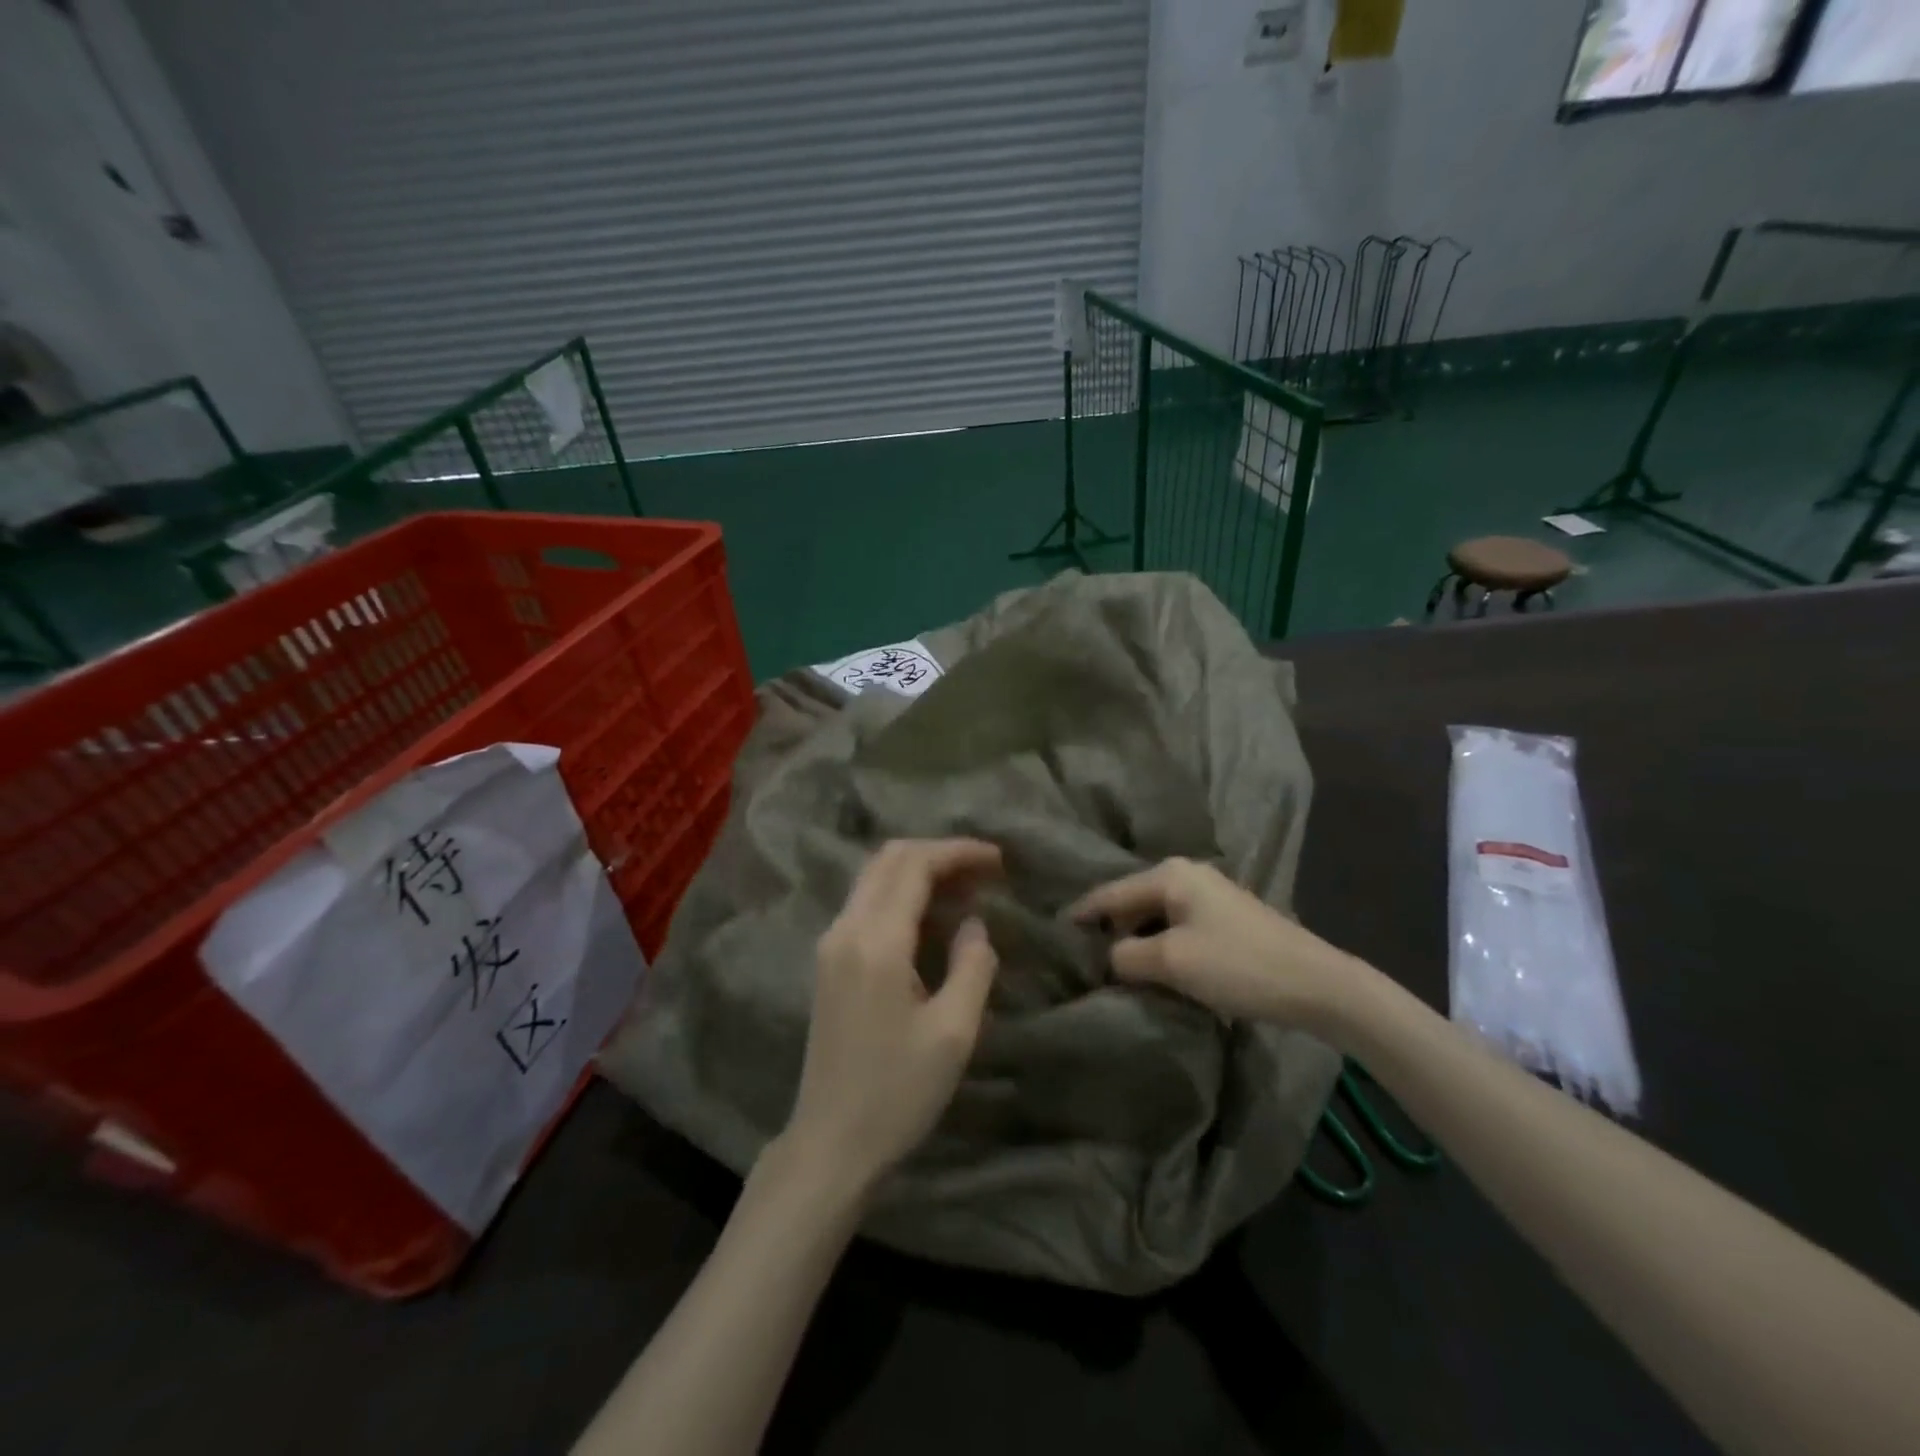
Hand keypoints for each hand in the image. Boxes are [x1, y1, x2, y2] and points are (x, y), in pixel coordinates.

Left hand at [782, 838, 1003, 1192]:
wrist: (831, 1142)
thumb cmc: (897, 1093)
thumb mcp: (953, 1033)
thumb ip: (972, 966)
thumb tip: (974, 924)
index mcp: (875, 942)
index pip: (915, 866)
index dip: (958, 853)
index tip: (998, 860)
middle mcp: (845, 929)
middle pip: (889, 859)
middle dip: (938, 854)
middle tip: (984, 871)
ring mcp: (831, 944)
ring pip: (874, 878)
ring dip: (918, 871)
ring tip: (965, 890)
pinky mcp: (828, 962)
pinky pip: (866, 903)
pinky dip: (901, 894)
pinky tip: (931, 918)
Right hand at [1069, 857, 1366, 1030]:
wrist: (1317, 984)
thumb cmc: (1238, 965)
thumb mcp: (1172, 962)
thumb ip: (1127, 956)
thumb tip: (1108, 957)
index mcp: (1170, 874)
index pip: (1110, 893)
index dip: (1082, 915)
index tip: (1054, 933)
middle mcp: (1186, 874)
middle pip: (1131, 901)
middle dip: (1109, 928)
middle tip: (1082, 958)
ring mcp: (1208, 895)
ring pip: (1154, 915)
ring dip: (1135, 940)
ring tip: (1112, 967)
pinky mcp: (1224, 918)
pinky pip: (1175, 926)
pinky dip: (1159, 944)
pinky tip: (1152, 967)